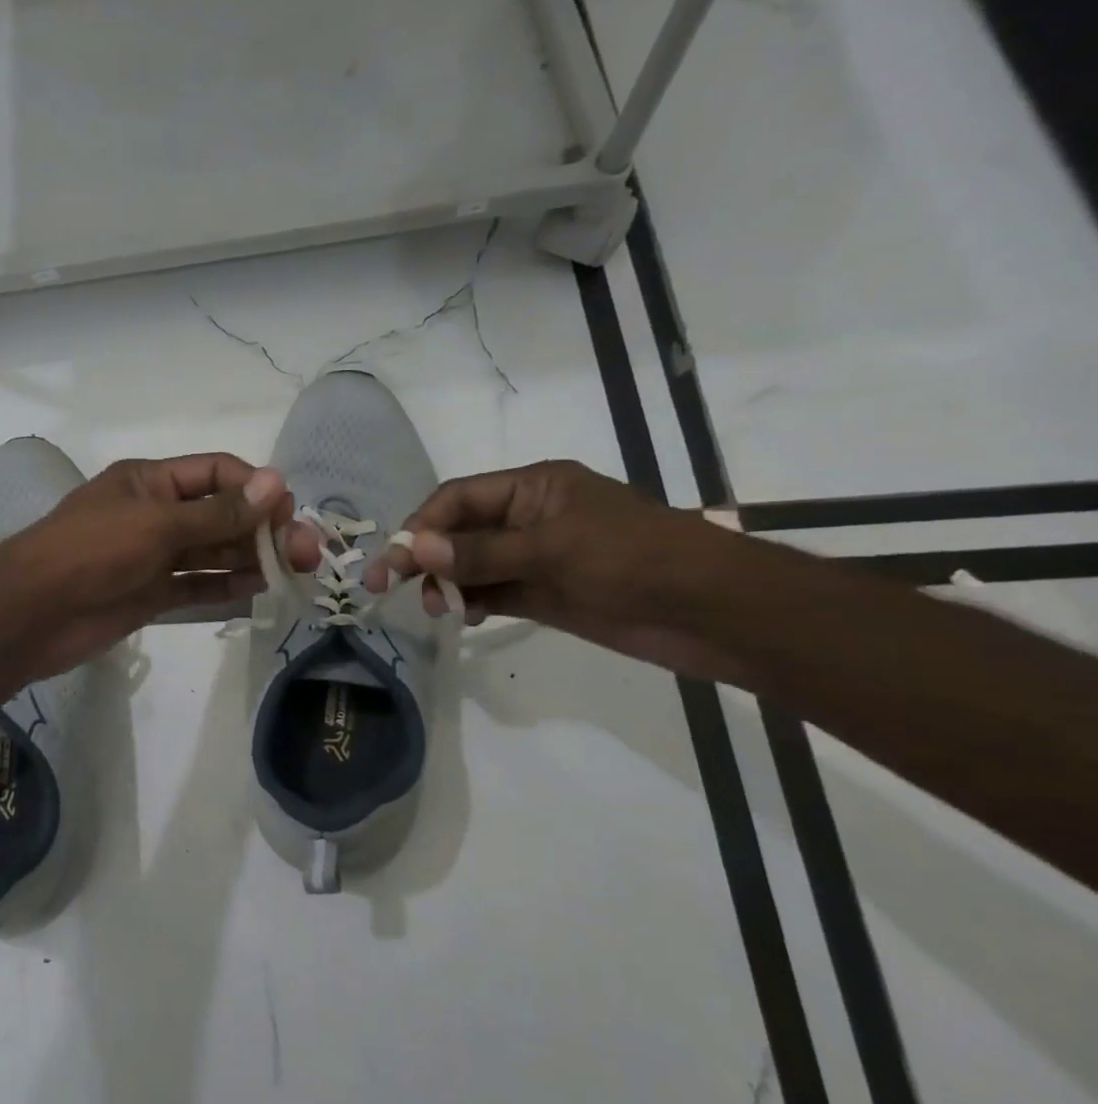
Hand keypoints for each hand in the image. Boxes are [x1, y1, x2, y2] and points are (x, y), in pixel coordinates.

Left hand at [0, 454, 292, 681]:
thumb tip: (276, 482)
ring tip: (295, 572)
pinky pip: (197, 586)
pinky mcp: (150, 593)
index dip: (255, 488)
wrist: (32, 614)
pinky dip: (227, 587)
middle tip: (307, 552)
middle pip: (220, 515)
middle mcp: (155, 513)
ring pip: (212, 552)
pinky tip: (261, 590)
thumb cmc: (91, 551)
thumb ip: (218, 513)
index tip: (289, 511)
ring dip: (251, 558)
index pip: (216, 472)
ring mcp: (153, 556)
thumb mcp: (157, 524)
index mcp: (150, 481)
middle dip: (261, 528)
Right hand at [360, 460, 748, 678]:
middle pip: (459, 531)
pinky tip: (463, 616)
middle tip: (389, 586)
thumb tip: (417, 550)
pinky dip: (473, 602)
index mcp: (533, 487)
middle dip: (426, 556)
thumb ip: (481, 553)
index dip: (422, 525)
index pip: (459, 499)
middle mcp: (528, 518)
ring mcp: (537, 558)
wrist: (714, 613)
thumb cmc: (635, 560)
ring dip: (447, 583)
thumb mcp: (553, 549)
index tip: (395, 560)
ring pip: (472, 565)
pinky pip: (494, 593)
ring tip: (436, 608)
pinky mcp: (547, 594)